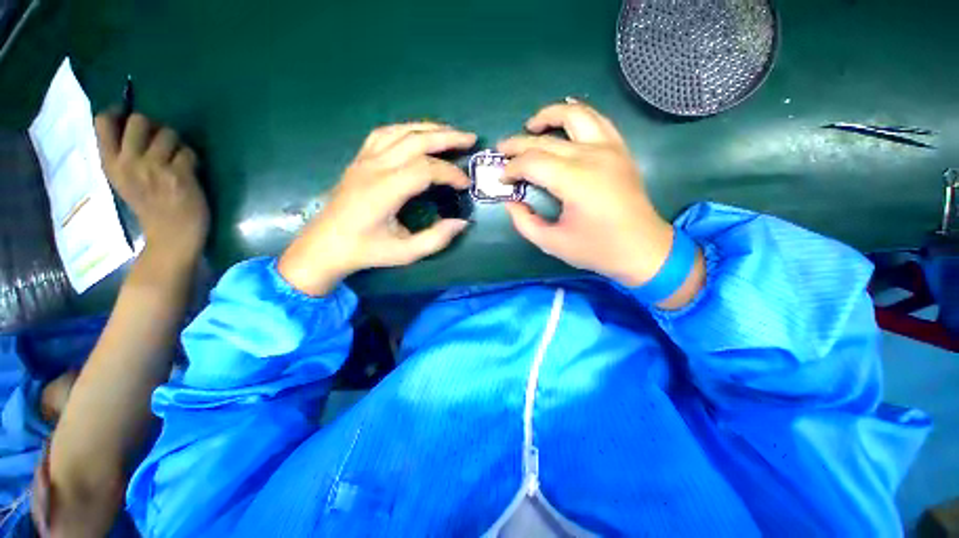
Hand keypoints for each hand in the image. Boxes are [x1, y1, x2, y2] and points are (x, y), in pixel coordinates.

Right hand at [94, 112, 209, 265]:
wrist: (171, 234)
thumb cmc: (148, 206)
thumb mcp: (122, 179)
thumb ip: (121, 153)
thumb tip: (131, 121)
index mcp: (110, 163)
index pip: (102, 122)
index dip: (118, 113)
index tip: (129, 118)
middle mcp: (128, 162)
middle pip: (139, 119)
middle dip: (154, 126)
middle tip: (160, 142)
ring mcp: (154, 168)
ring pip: (168, 133)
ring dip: (176, 144)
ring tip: (176, 161)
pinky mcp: (179, 175)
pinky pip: (188, 152)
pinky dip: (192, 159)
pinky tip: (189, 172)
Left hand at [278, 122, 476, 295]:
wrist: (325, 245)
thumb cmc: (366, 251)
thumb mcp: (405, 253)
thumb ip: (436, 239)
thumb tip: (462, 223)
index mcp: (384, 191)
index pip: (425, 169)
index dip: (450, 174)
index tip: (465, 185)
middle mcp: (374, 168)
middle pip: (415, 140)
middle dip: (447, 138)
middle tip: (471, 139)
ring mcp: (363, 160)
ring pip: (400, 131)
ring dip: (429, 129)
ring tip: (450, 132)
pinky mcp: (359, 159)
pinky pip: (384, 134)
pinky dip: (406, 129)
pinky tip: (418, 135)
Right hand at [498, 100, 703, 307]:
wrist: (642, 249)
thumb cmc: (596, 249)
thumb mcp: (552, 244)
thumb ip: (525, 222)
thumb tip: (511, 202)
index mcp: (575, 181)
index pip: (533, 162)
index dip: (512, 168)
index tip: (502, 180)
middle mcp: (593, 156)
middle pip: (546, 140)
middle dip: (518, 144)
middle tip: (501, 150)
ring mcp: (610, 148)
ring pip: (576, 114)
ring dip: (549, 115)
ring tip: (530, 126)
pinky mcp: (620, 149)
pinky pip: (597, 120)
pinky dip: (577, 114)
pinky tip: (564, 121)